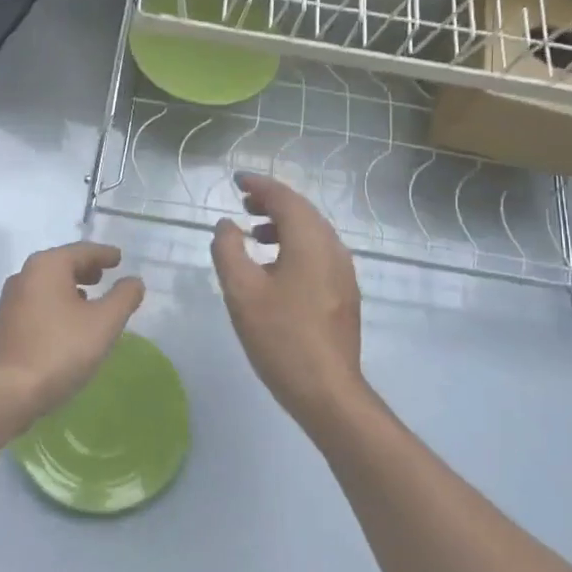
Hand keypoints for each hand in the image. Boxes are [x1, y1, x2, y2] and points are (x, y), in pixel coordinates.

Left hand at [0, 241, 145, 425]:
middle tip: (103, 275)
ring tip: (88, 300)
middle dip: (84, 268)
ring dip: (69, 287)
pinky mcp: (4, 326)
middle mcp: (24, 276)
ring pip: (46, 285)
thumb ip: (123, 298)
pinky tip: (65, 324)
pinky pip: (36, 304)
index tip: (118, 258)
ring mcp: (9, 301)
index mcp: (47, 266)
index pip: (81, 251)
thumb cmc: (60, 350)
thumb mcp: (104, 323)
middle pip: (61, 264)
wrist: (7, 392)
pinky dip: (55, 305)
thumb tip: (134, 281)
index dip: (103, 254)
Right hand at [211, 173, 369, 431]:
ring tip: (254, 234)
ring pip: (312, 233)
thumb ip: (228, 250)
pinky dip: (295, 246)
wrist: (327, 391)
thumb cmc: (280, 337)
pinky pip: (318, 253)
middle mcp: (333, 248)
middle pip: (303, 212)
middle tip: (243, 203)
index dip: (259, 185)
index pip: (285, 198)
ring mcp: (343, 272)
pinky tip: (275, 267)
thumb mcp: (241, 291)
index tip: (236, 180)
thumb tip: (227, 225)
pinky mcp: (344, 293)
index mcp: (310, 241)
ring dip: (283, 225)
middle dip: (272, 203)